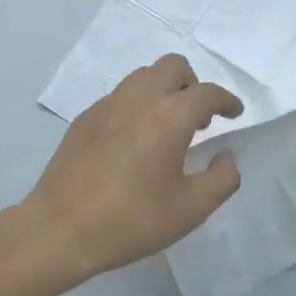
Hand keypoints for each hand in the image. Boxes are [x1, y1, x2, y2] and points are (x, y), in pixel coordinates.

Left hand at [23, 55, 244, 281]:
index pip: (207, 93)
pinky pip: (120, 95)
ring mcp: (107, 105)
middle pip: (173, 66)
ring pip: (143, 76)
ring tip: (167, 128)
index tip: (234, 114)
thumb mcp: (190, 210)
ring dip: (164, 90)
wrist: (61, 229)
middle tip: (198, 119)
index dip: (226, 100)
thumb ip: (221, 179)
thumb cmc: (131, 220)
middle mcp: (139, 98)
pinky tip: (134, 141)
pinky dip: (137, 105)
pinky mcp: (85, 118)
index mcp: (169, 116)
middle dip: (193, 84)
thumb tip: (227, 156)